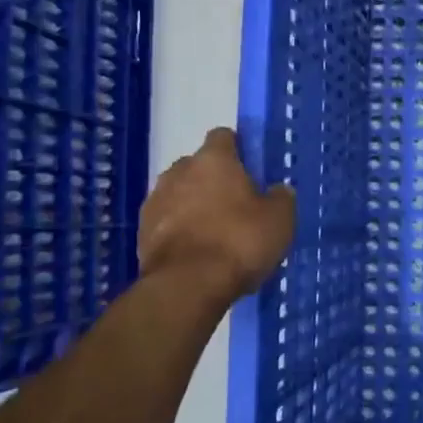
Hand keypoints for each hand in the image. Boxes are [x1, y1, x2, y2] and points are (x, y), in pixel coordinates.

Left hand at [138, 128, 294, 297]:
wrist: (187, 286)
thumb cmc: (239, 242)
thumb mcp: (280, 219)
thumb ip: (281, 197)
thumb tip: (278, 190)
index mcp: (214, 160)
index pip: (224, 136)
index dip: (239, 149)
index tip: (252, 169)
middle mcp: (179, 171)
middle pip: (199, 166)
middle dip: (215, 180)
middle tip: (237, 205)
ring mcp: (155, 201)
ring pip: (180, 194)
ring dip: (194, 205)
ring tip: (216, 233)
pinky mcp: (142, 232)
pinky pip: (167, 222)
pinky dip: (180, 230)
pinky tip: (197, 252)